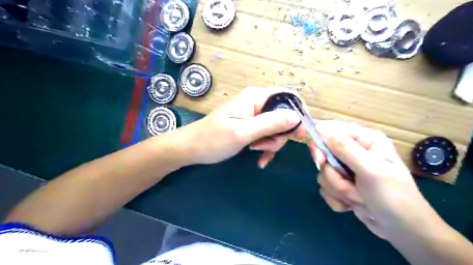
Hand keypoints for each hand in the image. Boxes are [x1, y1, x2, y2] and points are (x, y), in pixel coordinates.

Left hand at [175, 88, 304, 166]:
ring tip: (257, 152)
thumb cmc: (212, 140)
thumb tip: (296, 117)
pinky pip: (266, 135)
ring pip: (276, 128)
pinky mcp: (250, 126)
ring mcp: (253, 115)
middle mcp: (256, 103)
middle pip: (283, 115)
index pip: (287, 96)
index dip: (298, 112)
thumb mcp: (242, 132)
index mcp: (254, 97)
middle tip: (265, 147)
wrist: (191, 149)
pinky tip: (260, 159)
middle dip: (280, 135)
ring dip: (271, 143)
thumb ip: (269, 123)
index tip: (299, 134)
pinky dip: (266, 146)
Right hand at [311, 121, 435, 238]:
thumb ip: (345, 148)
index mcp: (364, 140)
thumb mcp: (371, 170)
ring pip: (323, 173)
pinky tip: (352, 204)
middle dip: (333, 173)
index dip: (319, 140)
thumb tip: (320, 128)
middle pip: (323, 153)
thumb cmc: (393, 196)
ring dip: (338, 188)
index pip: (331, 130)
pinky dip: (337, 199)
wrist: (403, 232)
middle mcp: (353, 151)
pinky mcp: (341, 185)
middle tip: (345, 181)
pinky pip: (325, 187)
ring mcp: (346, 169)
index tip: (315, 154)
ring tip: (359, 197)